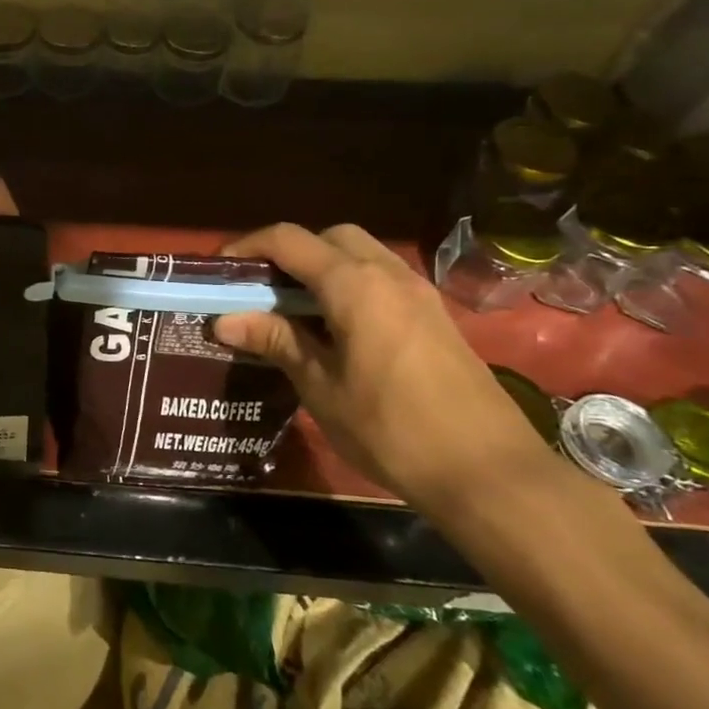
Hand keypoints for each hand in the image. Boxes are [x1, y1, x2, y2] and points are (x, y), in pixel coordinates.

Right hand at [210, 223, 554, 513]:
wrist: (488, 471)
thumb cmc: (391, 428)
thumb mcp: (320, 386)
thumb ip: (276, 341)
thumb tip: (225, 319)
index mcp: (354, 285)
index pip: (289, 240)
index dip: (248, 246)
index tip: (220, 269)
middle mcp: (388, 274)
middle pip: (330, 237)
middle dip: (289, 252)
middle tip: (261, 289)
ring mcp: (418, 293)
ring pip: (360, 254)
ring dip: (322, 267)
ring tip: (293, 309)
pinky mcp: (435, 316)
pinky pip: (382, 279)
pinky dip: (350, 285)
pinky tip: (336, 328)